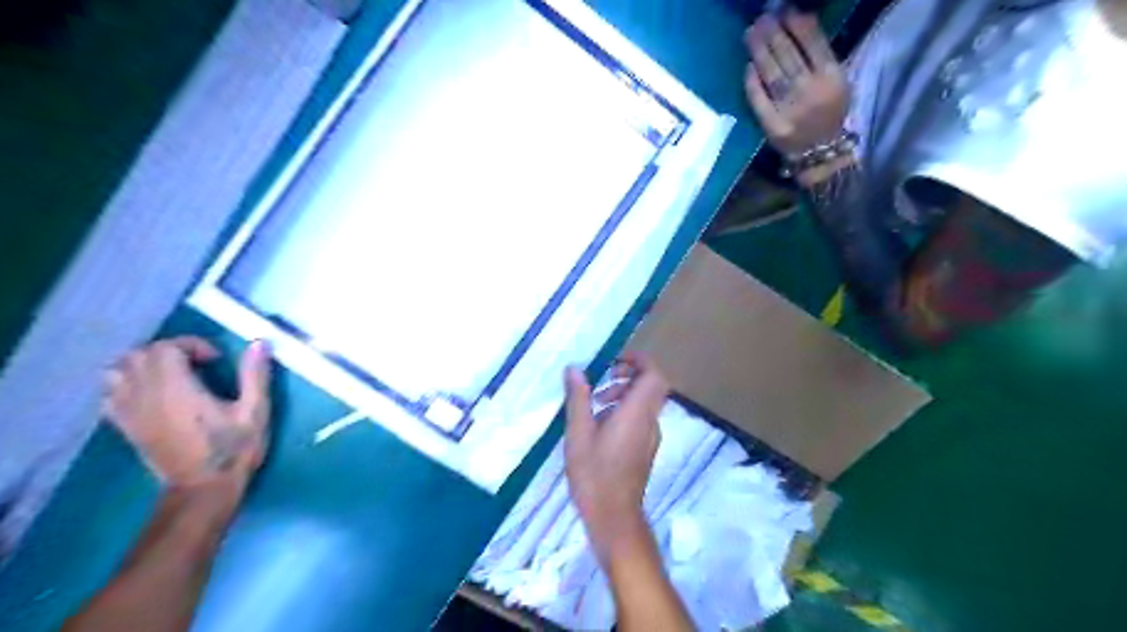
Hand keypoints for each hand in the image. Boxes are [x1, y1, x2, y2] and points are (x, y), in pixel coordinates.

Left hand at [104, 338, 272, 485]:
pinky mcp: (125, 427)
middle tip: (197, 364)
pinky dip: (125, 384)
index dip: (191, 344)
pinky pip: (109, 394)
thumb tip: (259, 342)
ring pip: (117, 371)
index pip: (166, 348)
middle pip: (139, 355)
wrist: (203, 489)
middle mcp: (147, 396)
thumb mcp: (255, 411)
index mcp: (177, 390)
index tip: (216, 360)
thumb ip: (255, 375)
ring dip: (143, 365)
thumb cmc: (233, 449)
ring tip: (171, 374)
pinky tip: (151, 393)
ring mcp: (131, 413)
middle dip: (169, 351)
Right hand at [563, 356, 665, 556]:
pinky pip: (642, 418)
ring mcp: (651, 437)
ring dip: (625, 394)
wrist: (614, 518)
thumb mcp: (578, 434)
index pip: (654, 375)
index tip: (616, 359)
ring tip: (596, 404)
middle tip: (604, 378)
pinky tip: (601, 426)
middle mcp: (650, 422)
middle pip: (652, 386)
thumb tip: (575, 369)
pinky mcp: (646, 450)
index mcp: (636, 414)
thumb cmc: (594, 475)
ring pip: (647, 403)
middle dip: (629, 375)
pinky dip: (626, 411)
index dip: (640, 361)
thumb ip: (578, 399)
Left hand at [747, 11, 849, 156]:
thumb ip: (820, 57)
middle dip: (773, 34)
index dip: (797, 25)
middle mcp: (811, 92)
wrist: (820, 152)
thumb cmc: (828, 112)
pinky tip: (748, 66)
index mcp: (833, 78)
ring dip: (759, 51)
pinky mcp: (772, 125)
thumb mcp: (837, 82)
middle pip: (788, 56)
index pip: (813, 44)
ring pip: (772, 74)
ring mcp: (790, 109)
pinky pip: (759, 99)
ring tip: (750, 33)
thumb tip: (798, 25)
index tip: (785, 11)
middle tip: (761, 19)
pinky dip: (752, 81)